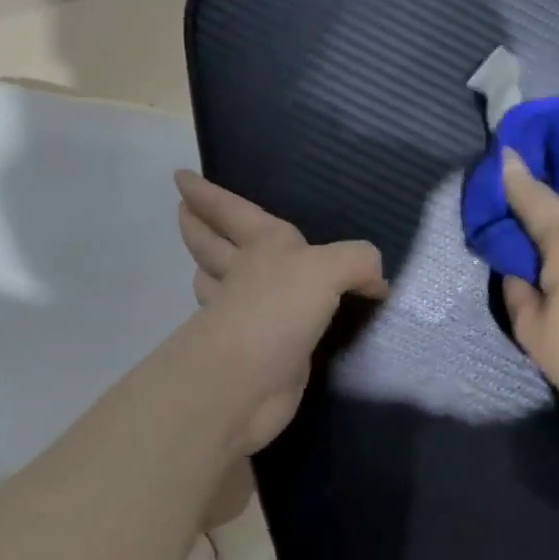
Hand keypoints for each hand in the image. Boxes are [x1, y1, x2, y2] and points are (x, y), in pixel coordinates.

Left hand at [176, 171, 387, 453]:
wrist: (250, 382)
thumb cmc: (278, 310)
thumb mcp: (329, 268)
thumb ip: (358, 261)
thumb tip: (377, 284)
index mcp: (261, 246)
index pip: (232, 212)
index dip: (208, 194)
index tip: (181, 177)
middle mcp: (245, 276)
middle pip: (212, 246)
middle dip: (198, 228)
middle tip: (183, 212)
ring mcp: (242, 317)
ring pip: (218, 284)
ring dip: (210, 271)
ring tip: (211, 264)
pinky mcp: (254, 352)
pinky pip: (251, 322)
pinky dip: (249, 314)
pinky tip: (267, 318)